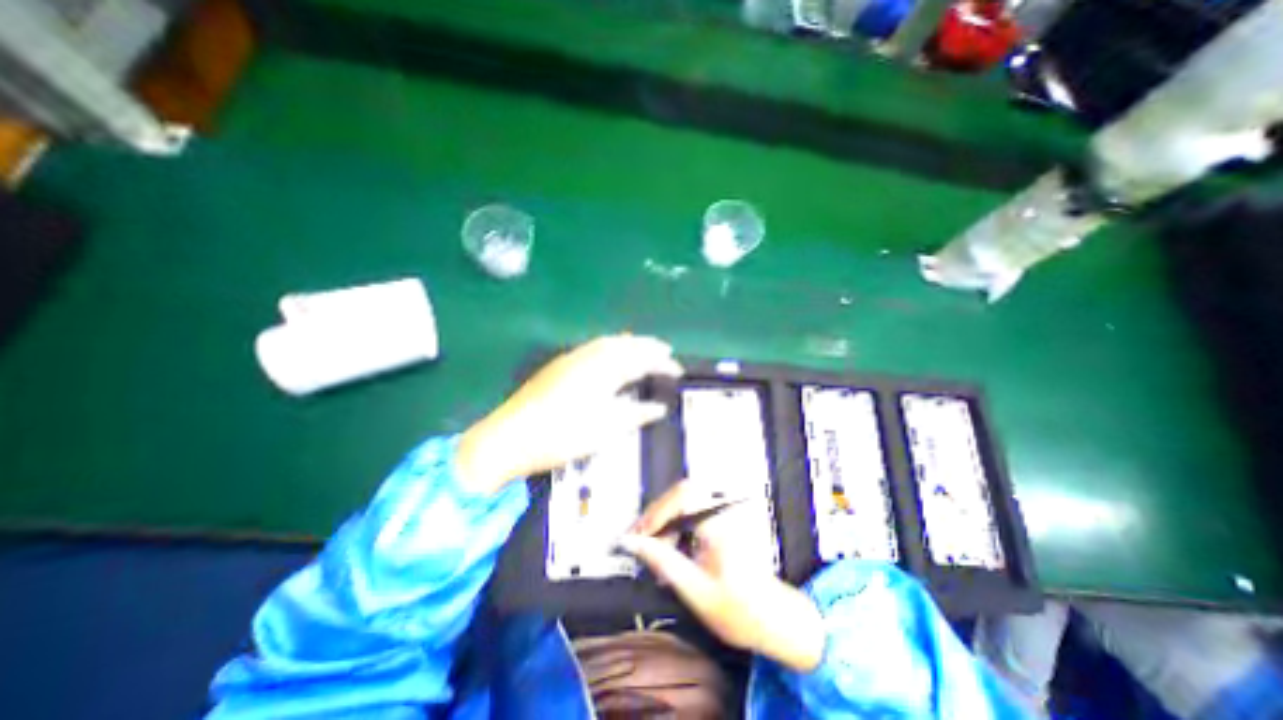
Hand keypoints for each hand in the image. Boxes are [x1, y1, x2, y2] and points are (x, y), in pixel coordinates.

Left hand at [457, 332, 680, 490]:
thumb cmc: (561, 435)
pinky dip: (610, 346)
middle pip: (624, 344)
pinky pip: (594, 347)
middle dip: (647, 345)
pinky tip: (611, 354)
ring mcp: (572, 358)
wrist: (510, 437)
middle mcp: (589, 357)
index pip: (640, 360)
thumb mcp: (604, 429)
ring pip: (608, 342)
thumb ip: (635, 414)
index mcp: (602, 371)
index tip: (678, 370)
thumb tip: (659, 407)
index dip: (661, 364)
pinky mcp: (560, 365)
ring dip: (629, 343)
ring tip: (644, 348)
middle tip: (665, 350)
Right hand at [618, 482, 822, 670]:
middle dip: (657, 516)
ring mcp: (726, 511)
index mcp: (722, 524)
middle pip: (682, 492)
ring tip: (651, 547)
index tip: (639, 537)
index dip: (657, 512)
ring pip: (685, 498)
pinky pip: (692, 507)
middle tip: (639, 541)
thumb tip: (631, 542)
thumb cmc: (739, 609)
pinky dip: (675, 522)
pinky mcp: (723, 517)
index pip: (683, 496)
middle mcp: (725, 509)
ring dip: (664, 519)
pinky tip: (668, 545)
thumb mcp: (696, 591)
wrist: (775, 618)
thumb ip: (663, 562)